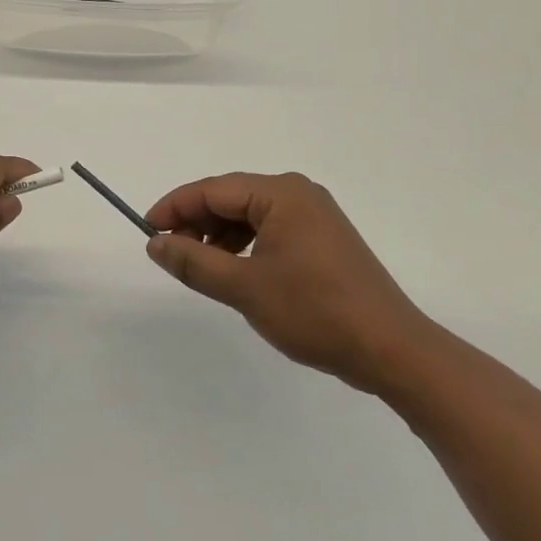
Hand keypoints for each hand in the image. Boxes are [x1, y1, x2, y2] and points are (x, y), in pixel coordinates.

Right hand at [144, 172, 434, 395]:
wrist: (392, 351)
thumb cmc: (315, 311)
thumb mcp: (244, 288)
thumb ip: (194, 262)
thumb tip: (155, 243)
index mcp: (281, 193)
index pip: (213, 189)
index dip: (175, 208)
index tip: (147, 231)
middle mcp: (298, 194)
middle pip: (231, 198)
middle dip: (197, 222)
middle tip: (171, 253)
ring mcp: (314, 216)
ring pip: (249, 216)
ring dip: (219, 236)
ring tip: (200, 266)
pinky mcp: (323, 240)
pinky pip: (270, 231)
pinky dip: (245, 246)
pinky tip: (235, 271)